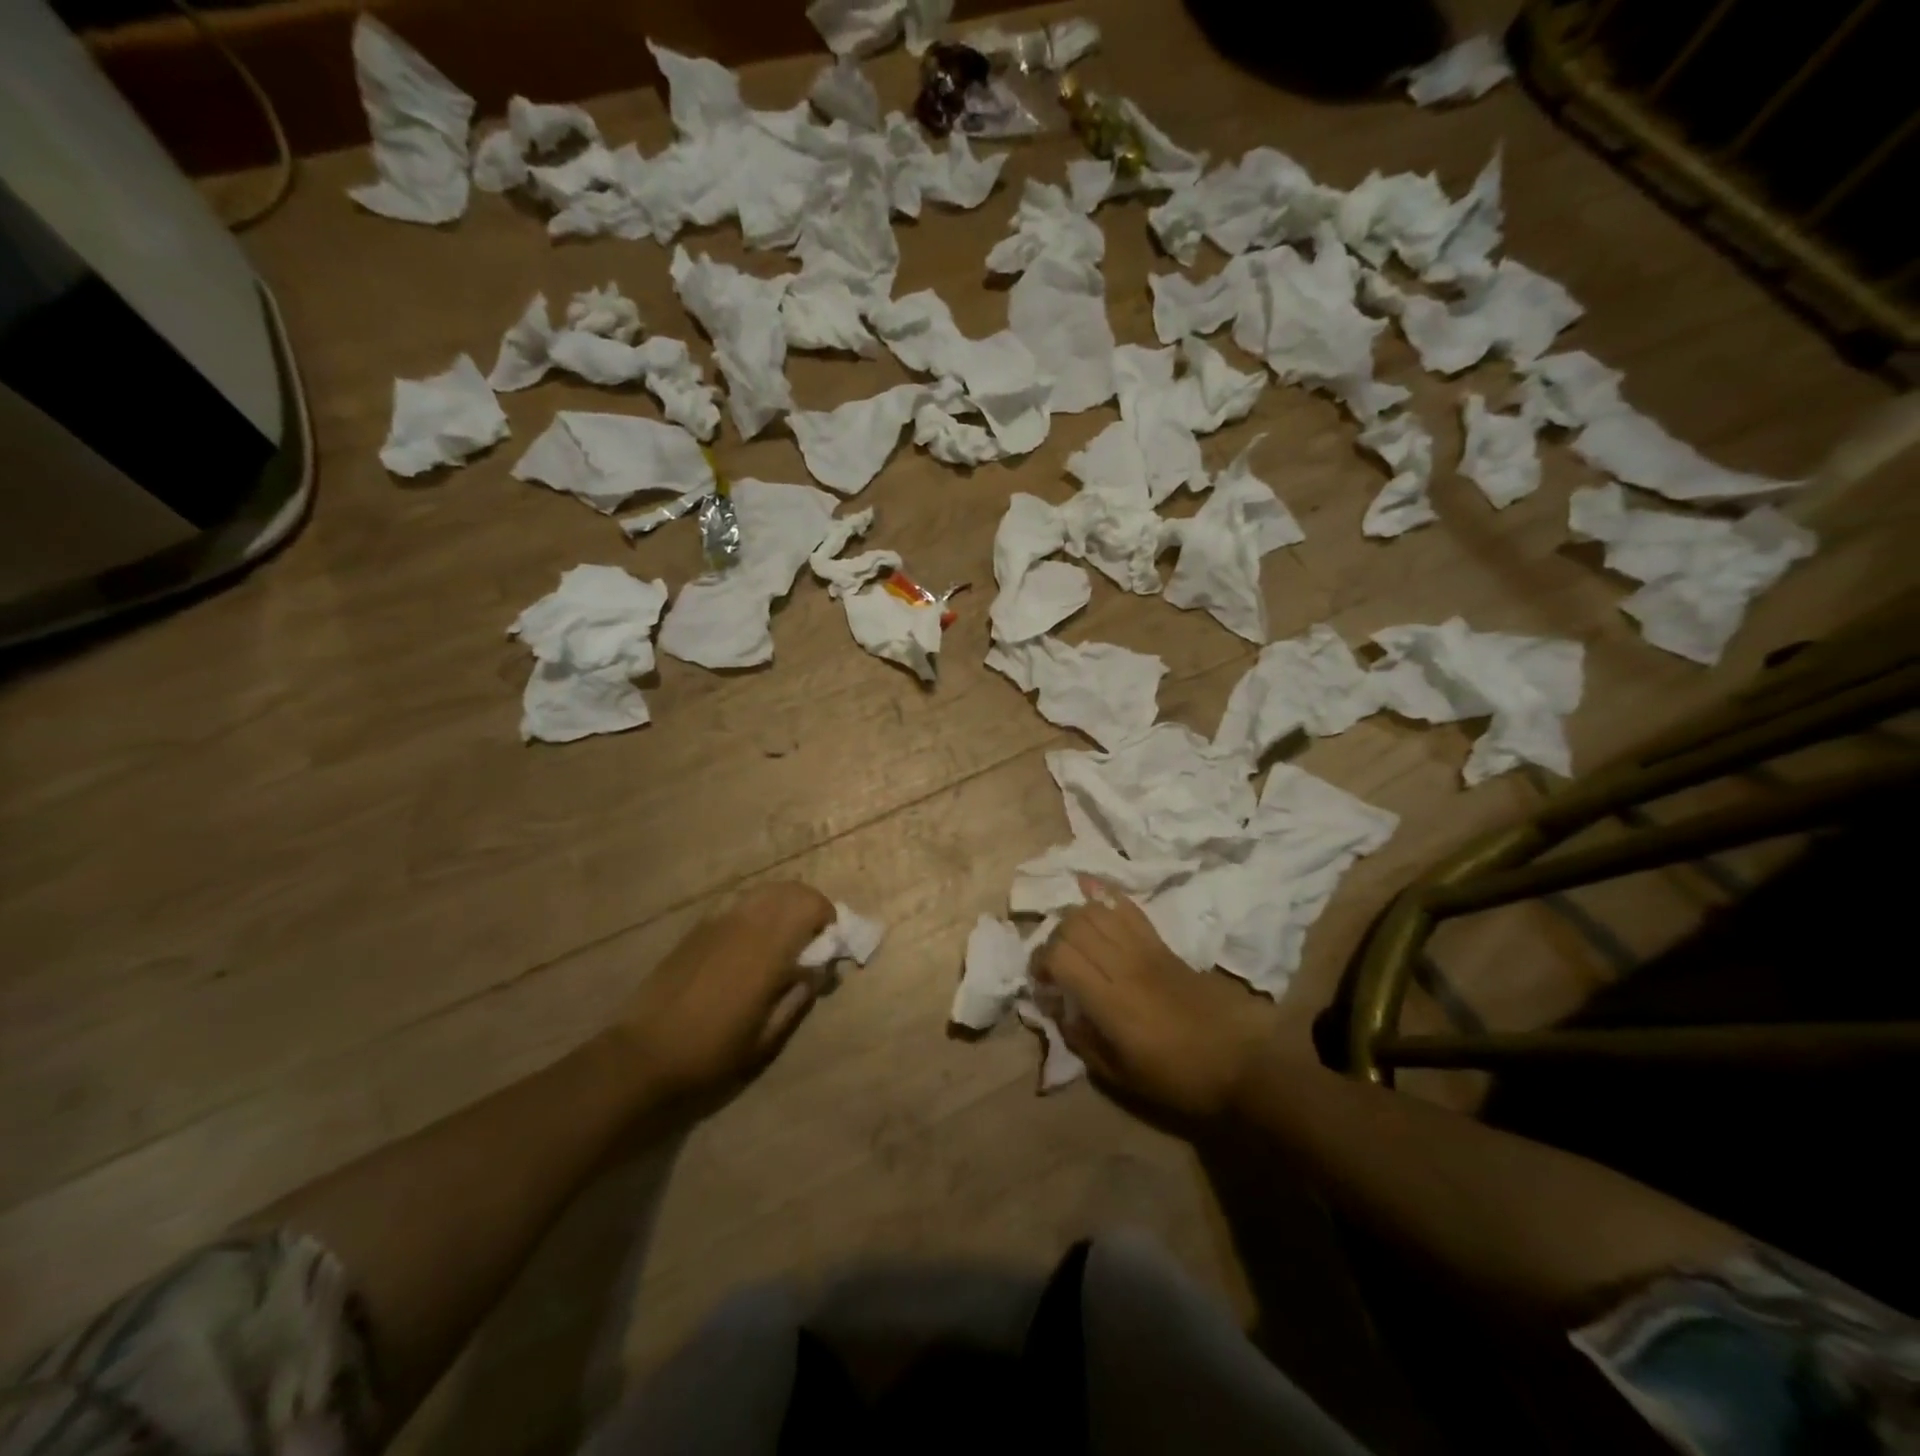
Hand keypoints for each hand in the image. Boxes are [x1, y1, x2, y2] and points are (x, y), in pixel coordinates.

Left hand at [610, 881, 834, 1102]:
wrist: (644, 1055)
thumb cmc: (712, 1052)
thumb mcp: (767, 1038)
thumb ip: (799, 997)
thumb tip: (820, 970)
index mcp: (768, 949)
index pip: (810, 906)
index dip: (828, 918)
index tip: (829, 946)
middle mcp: (746, 924)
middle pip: (790, 890)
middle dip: (809, 907)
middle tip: (812, 940)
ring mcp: (718, 921)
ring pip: (764, 891)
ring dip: (783, 905)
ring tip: (783, 938)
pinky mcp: (698, 928)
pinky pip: (738, 902)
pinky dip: (756, 910)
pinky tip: (749, 942)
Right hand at [1034, 877, 1282, 1119]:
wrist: (1240, 1062)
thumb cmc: (1177, 1077)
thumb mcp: (1120, 1077)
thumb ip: (1082, 1042)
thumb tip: (1059, 1011)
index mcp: (1111, 1001)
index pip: (1061, 956)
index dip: (1041, 962)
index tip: (1042, 981)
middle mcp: (1124, 966)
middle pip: (1074, 925)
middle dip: (1054, 938)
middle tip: (1056, 961)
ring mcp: (1146, 949)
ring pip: (1098, 910)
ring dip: (1076, 919)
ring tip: (1075, 940)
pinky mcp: (1163, 944)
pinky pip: (1129, 909)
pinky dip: (1106, 898)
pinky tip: (1092, 894)